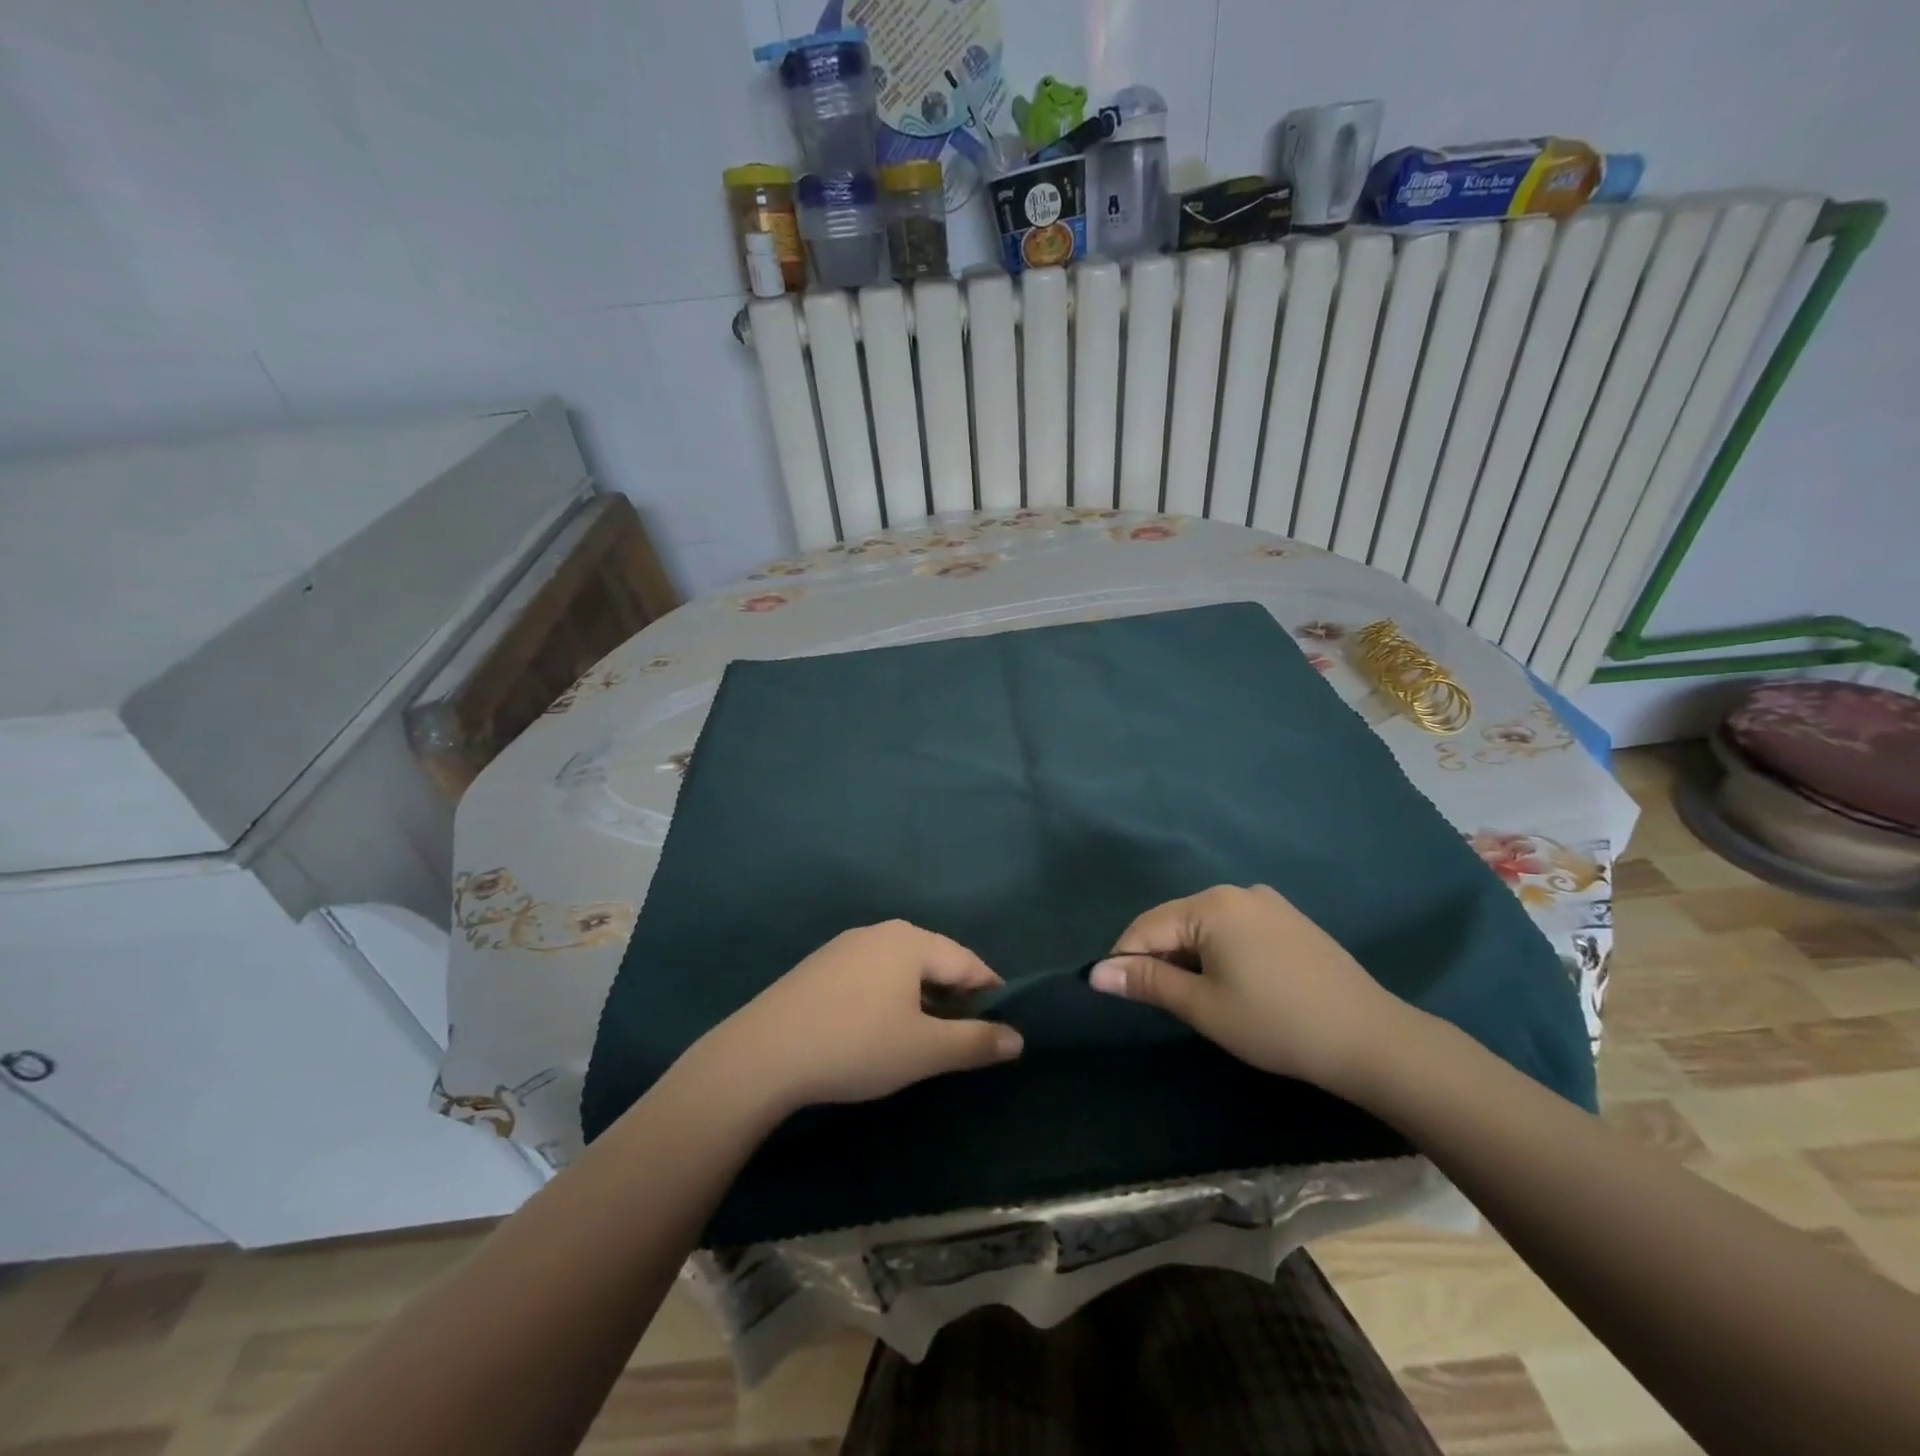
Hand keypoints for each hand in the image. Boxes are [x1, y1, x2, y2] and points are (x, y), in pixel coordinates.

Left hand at [704, 920, 1023, 1112]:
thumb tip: (1018, 1038)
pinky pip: (871, 976)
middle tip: (964, 1036)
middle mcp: (880, 932)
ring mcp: (845, 947)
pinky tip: (877, 1029)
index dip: (991, 993)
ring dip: (921, 998)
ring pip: (901, 969)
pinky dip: (888, 998)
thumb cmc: (856, 1045)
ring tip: (924, 1036)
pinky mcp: (819, 967)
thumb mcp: (924, 1050)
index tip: (1002, 1025)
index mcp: (911, 941)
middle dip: (954, 996)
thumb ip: (976, 1042)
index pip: (968, 962)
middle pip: (934, 960)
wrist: (763, 1054)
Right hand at [1088, 884, 1402, 1093]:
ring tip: (1193, 997)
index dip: (1124, 959)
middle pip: (1176, 921)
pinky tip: (1232, 984)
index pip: (1147, 926)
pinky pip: (1235, 928)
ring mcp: (1268, 903)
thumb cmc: (1275, 1023)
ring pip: (1206, 925)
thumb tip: (1096, 973)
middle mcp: (1237, 892)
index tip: (1112, 993)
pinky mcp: (1290, 921)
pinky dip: (1219, 952)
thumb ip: (1147, 983)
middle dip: (1158, 957)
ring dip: (1188, 956)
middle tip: (1155, 1002)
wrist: (1370, 1038)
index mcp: (1212, 905)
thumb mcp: (1203, 1006)